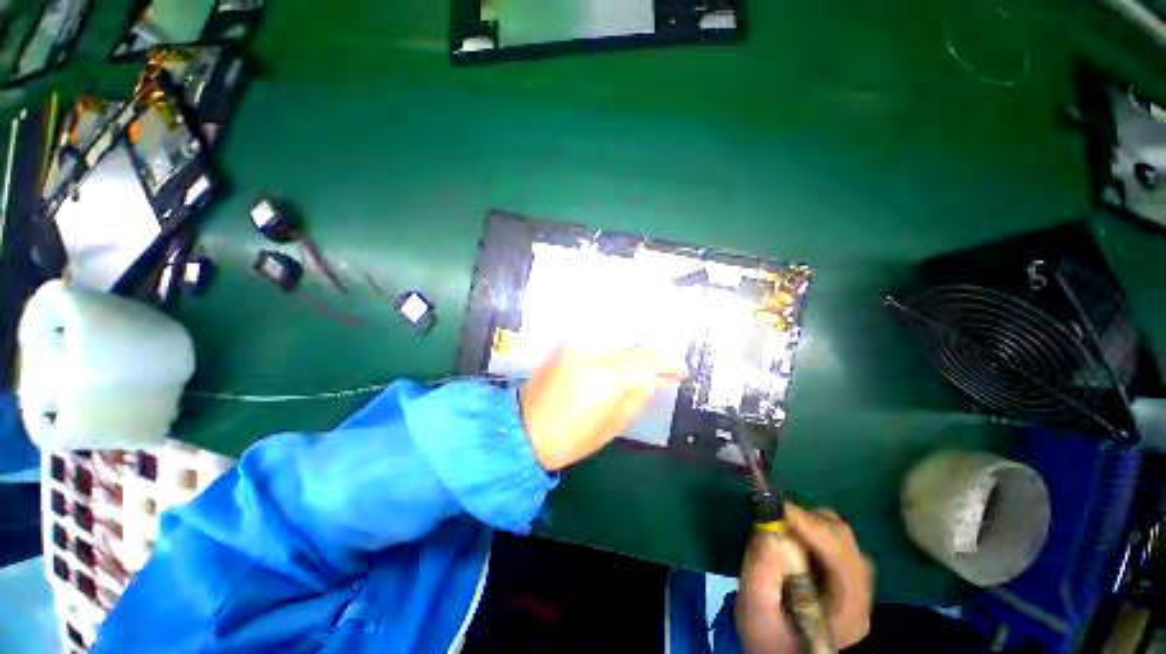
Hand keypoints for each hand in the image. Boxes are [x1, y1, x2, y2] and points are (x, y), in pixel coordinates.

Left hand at [519, 345, 688, 470]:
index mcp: (608, 375)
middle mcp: (594, 349)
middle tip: (664, 365)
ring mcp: (577, 342)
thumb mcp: (615, 423)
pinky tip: (620, 353)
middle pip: (636, 338)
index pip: (651, 357)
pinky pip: (600, 335)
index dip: (672, 363)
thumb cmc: (573, 437)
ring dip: (635, 344)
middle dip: (654, 351)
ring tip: (644, 359)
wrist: (525, 429)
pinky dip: (616, 342)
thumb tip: (660, 377)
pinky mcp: (567, 342)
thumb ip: (642, 394)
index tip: (681, 373)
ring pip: (618, 332)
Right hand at [737, 505, 874, 651]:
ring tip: (782, 528)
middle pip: (846, 544)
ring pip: (841, 537)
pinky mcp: (845, 577)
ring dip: (809, 524)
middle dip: (810, 523)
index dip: (816, 531)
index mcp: (847, 615)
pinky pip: (833, 541)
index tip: (781, 511)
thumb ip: (762, 569)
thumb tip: (770, 527)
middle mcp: (861, 599)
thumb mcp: (755, 607)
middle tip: (776, 518)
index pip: (845, 563)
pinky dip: (811, 530)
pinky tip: (793, 539)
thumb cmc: (766, 635)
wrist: (777, 650)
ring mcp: (856, 588)